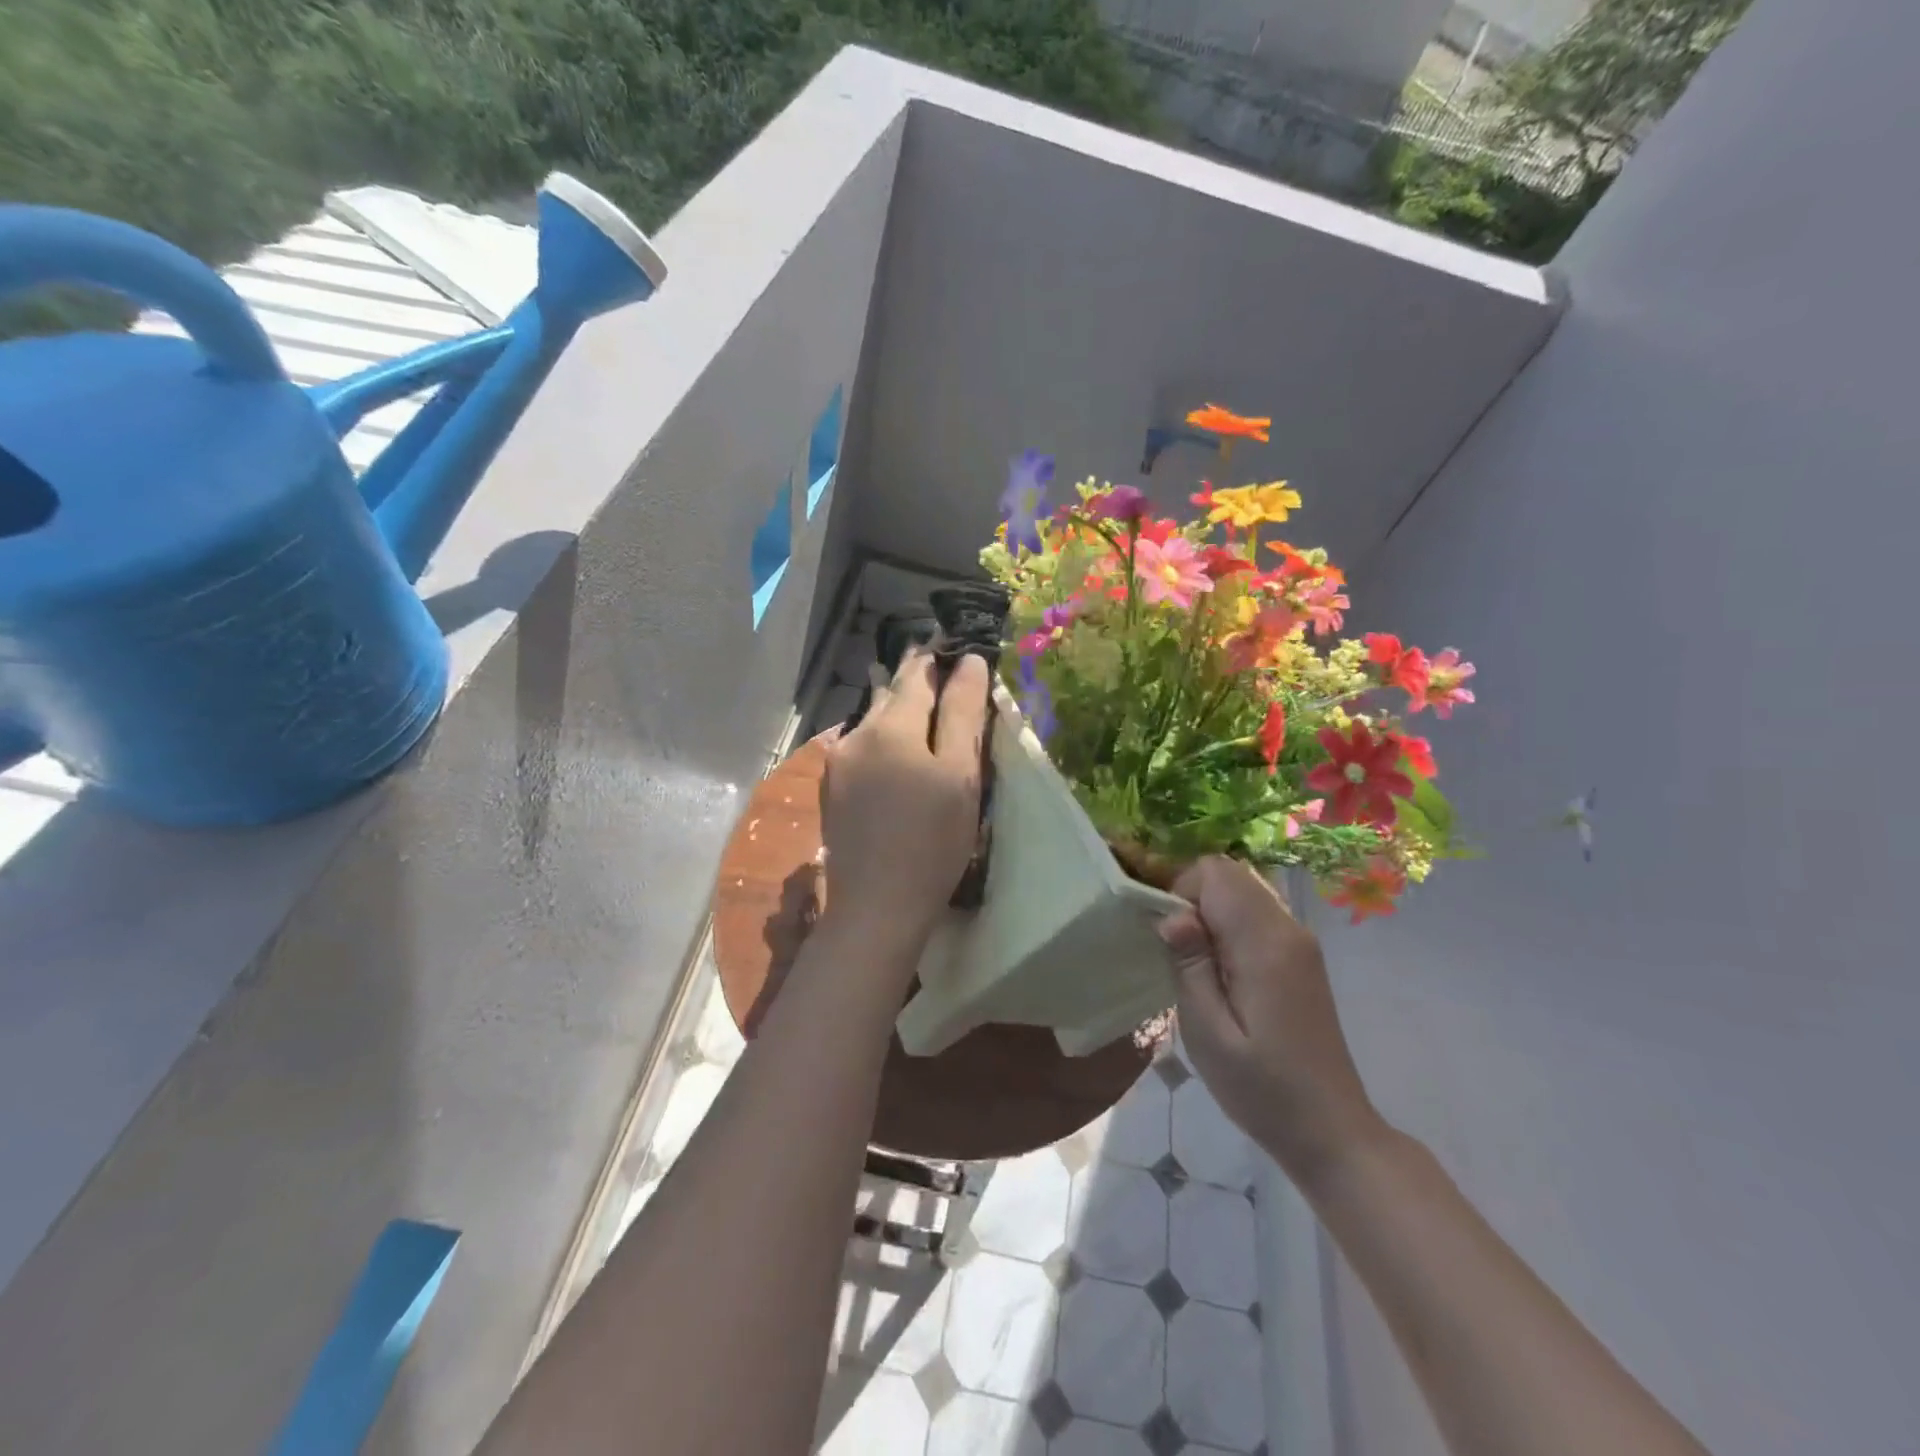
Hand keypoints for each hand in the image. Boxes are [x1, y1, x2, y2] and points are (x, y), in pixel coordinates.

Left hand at [819, 648, 988, 959]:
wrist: (876, 906)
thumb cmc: (932, 841)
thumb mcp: (960, 775)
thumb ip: (962, 714)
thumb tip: (968, 662)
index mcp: (890, 726)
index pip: (916, 676)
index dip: (935, 658)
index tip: (949, 643)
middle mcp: (855, 735)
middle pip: (888, 695)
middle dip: (910, 678)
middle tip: (929, 659)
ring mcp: (837, 764)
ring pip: (869, 721)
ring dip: (889, 705)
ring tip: (902, 689)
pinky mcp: (831, 791)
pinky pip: (858, 747)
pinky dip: (877, 736)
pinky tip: (885, 743)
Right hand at [1157, 856, 1386, 1188]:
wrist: (1331, 1131)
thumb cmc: (1262, 1089)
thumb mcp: (1209, 1033)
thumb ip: (1189, 965)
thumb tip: (1172, 915)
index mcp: (1266, 943)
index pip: (1215, 872)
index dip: (1182, 892)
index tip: (1171, 941)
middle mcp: (1288, 929)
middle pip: (1231, 874)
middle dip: (1194, 898)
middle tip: (1182, 955)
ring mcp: (1300, 942)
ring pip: (1244, 891)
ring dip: (1211, 913)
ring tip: (1200, 967)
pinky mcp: (1301, 957)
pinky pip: (1257, 915)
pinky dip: (1230, 926)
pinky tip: (1224, 975)